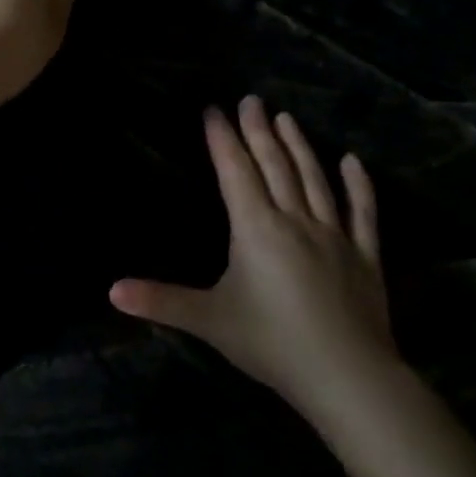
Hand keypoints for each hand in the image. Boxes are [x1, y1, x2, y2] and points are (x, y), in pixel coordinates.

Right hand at [109, 97, 398, 412]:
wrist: (346, 376)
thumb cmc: (271, 342)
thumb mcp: (208, 320)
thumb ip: (160, 301)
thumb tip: (110, 290)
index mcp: (257, 229)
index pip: (236, 173)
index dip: (222, 140)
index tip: (214, 109)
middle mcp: (296, 221)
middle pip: (275, 167)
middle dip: (259, 132)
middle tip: (251, 100)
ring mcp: (335, 236)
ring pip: (314, 180)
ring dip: (298, 147)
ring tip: (286, 118)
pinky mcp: (365, 257)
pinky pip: (362, 212)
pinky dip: (358, 185)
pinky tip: (352, 161)